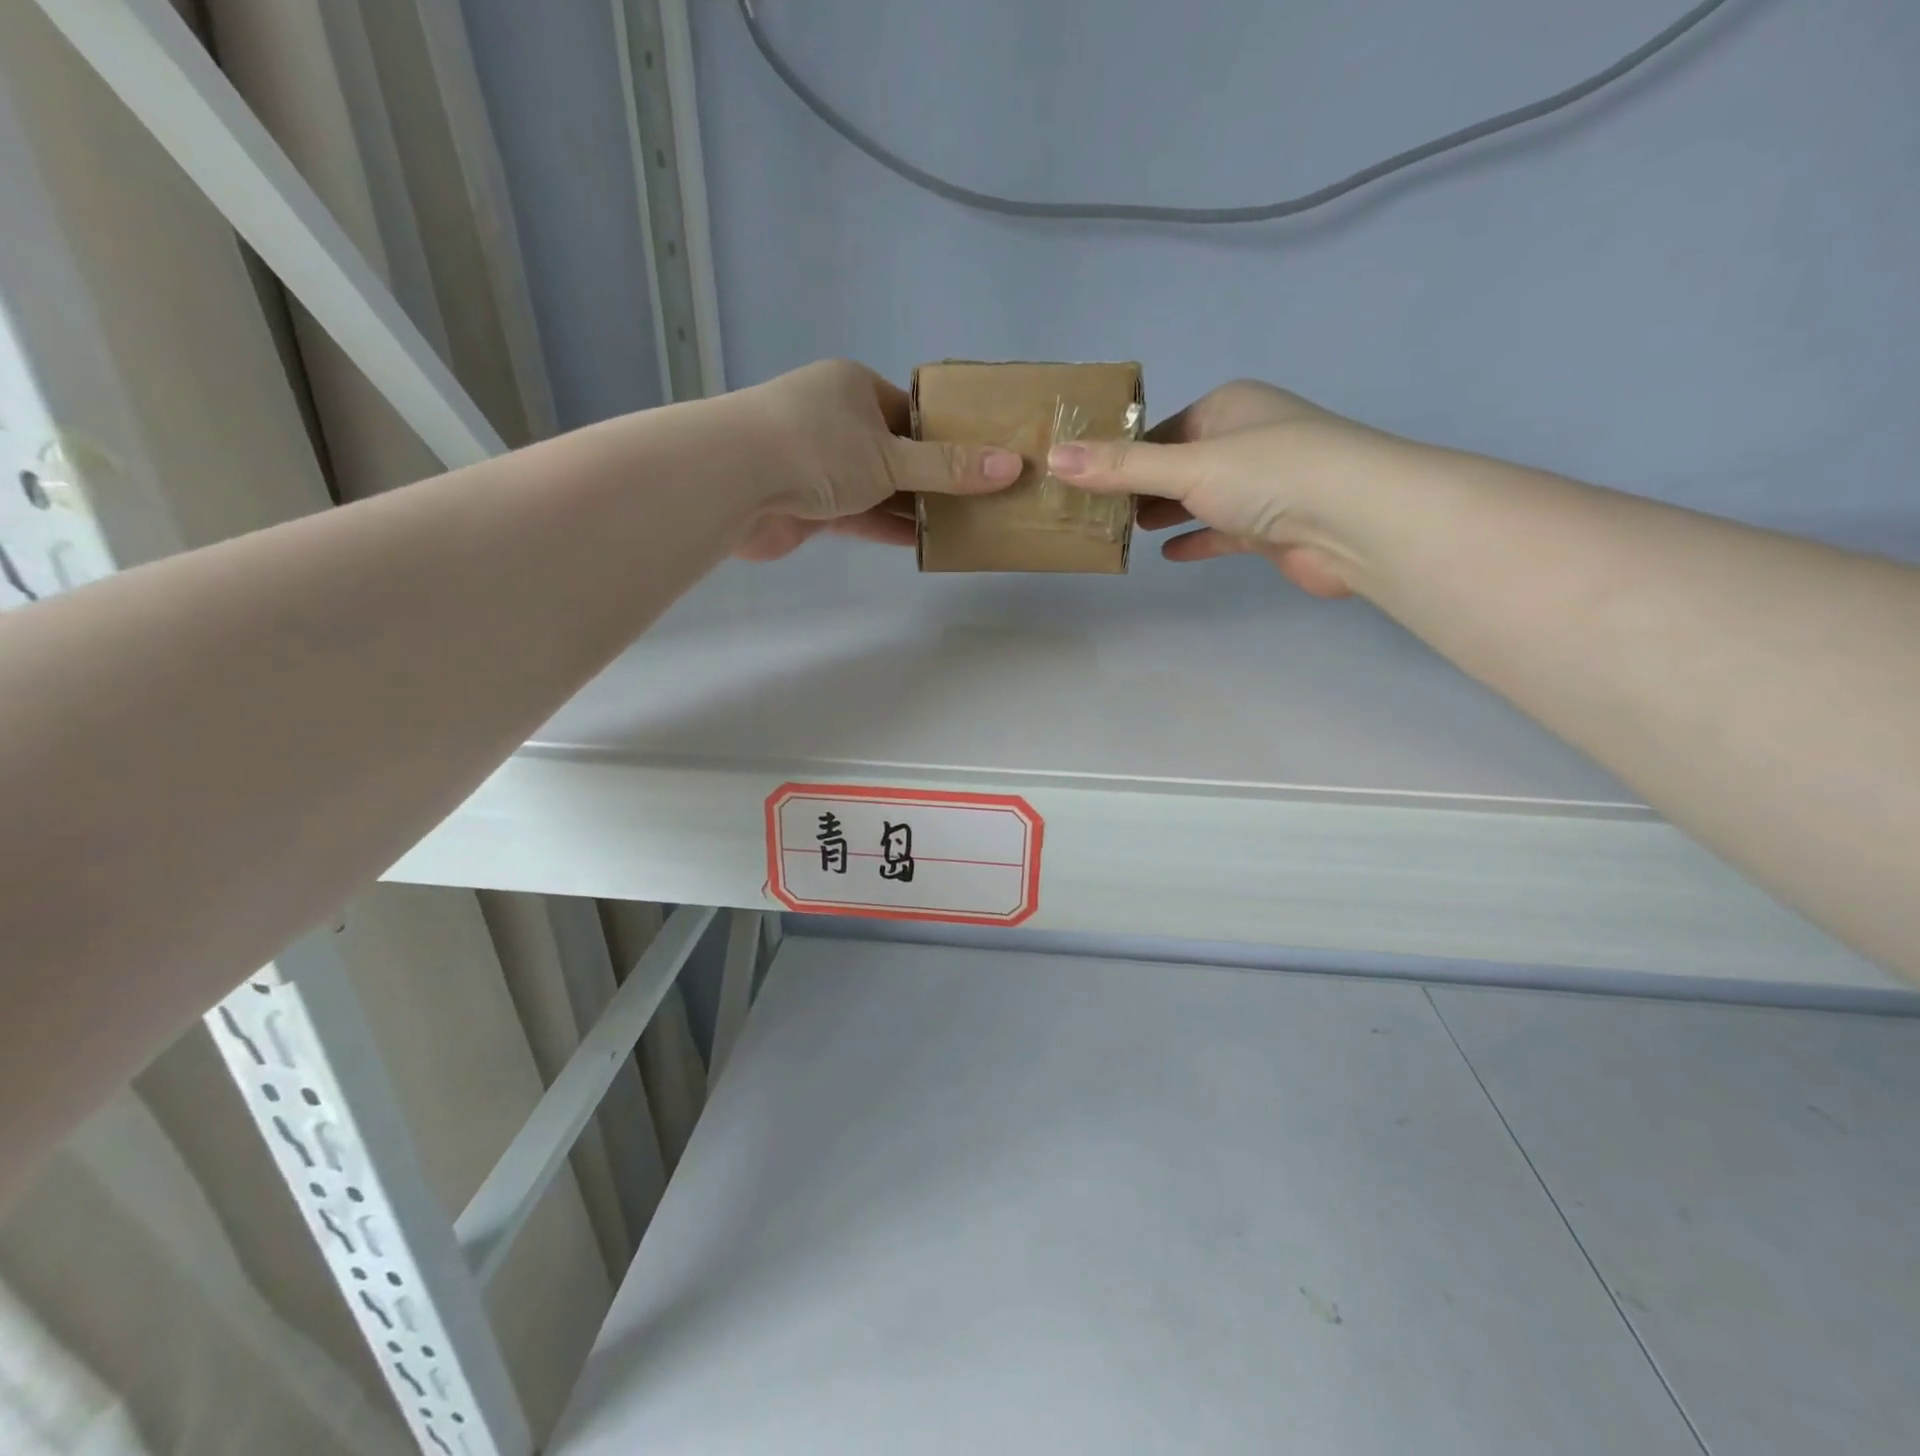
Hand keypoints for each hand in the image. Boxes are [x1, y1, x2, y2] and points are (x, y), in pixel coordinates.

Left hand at [728, 360, 1021, 560]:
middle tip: (984, 499)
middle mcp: (838, 422)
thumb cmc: (816, 448)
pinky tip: (926, 543)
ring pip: (881, 488)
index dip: (949, 436)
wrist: (733, 481)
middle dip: (937, 477)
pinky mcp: (811, 505)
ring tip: (965, 525)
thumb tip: (1011, 467)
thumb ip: (948, 467)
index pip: (913, 412)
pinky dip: (889, 528)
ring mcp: (822, 465)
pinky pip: (861, 515)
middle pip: (899, 452)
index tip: (985, 461)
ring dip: (915, 508)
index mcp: (855, 390)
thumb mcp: (891, 456)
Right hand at [1046, 379, 1402, 597]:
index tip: (1086, 479)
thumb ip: (1122, 467)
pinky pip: (1222, 531)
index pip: (1163, 428)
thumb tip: (1055, 457)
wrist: (1357, 523)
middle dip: (1140, 486)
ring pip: (1200, 498)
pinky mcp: (1271, 528)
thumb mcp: (1187, 466)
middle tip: (1094, 510)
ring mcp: (1262, 485)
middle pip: (1179, 464)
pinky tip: (1168, 554)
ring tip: (1121, 530)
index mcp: (1229, 407)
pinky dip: (1196, 538)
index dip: (1124, 453)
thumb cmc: (1270, 475)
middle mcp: (1246, 440)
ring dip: (1165, 513)